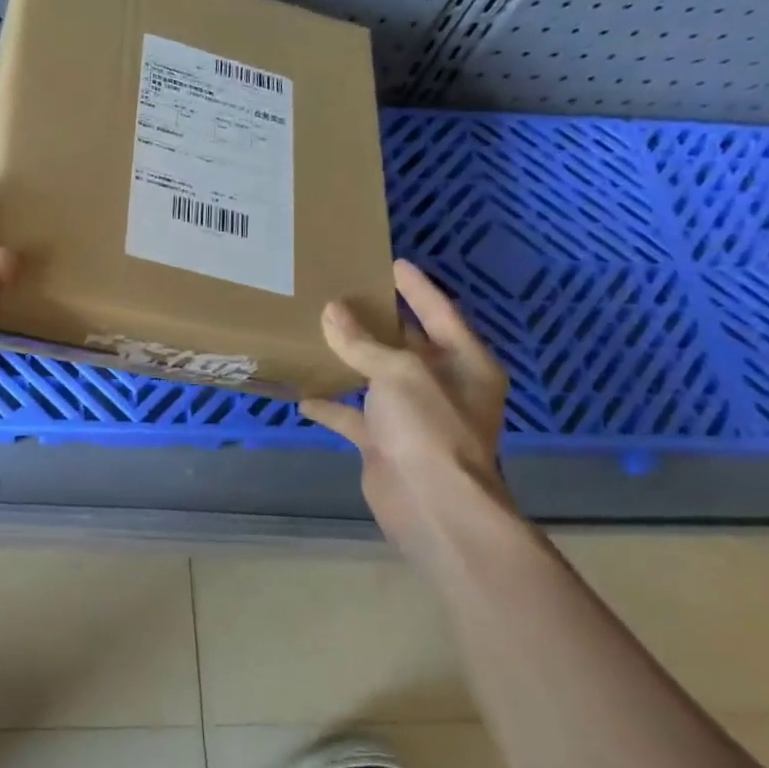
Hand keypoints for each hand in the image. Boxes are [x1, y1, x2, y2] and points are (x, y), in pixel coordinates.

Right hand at [299, 260, 512, 556]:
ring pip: (378, 379)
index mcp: (465, 363)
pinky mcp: (386, 443)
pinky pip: (355, 417)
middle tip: (346, 291)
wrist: (432, 505)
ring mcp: (414, 416)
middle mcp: (443, 386)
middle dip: (379, 322)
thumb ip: (363, 342)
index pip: (440, 312)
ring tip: (319, 333)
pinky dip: (333, 406)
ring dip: (351, 361)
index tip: (393, 262)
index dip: (417, 287)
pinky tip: (303, 393)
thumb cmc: (429, 428)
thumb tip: (331, 311)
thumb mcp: (399, 373)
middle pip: (408, 344)